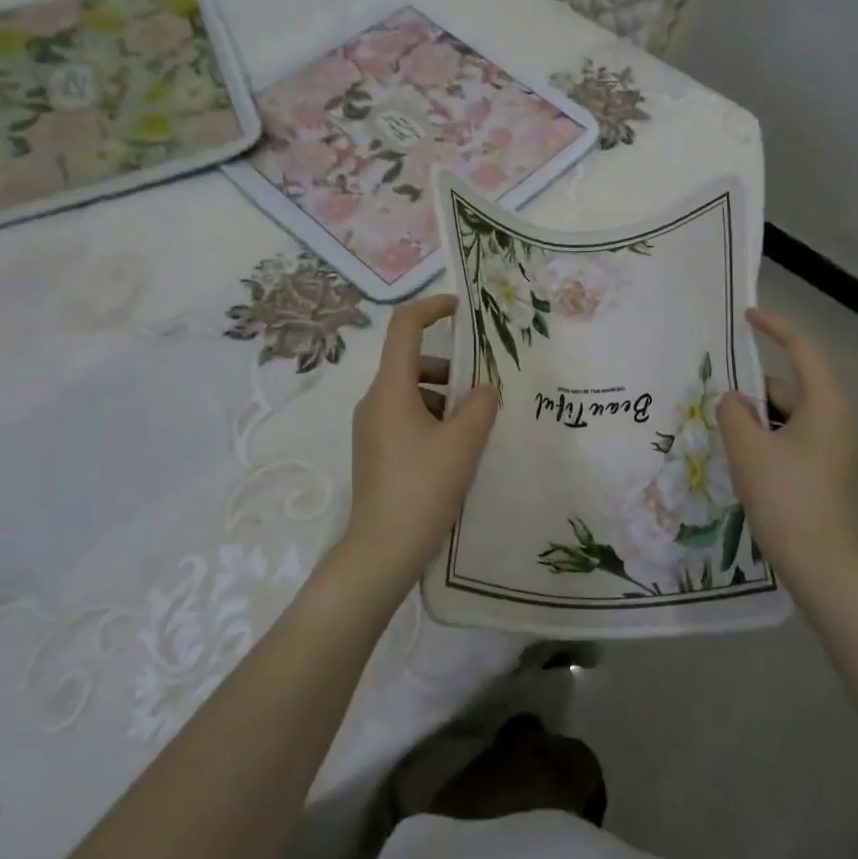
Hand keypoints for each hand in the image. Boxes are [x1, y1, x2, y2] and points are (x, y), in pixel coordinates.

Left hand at [344, 295, 499, 580]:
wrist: (382, 550)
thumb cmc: (423, 488)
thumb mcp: (464, 443)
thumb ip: (481, 406)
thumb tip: (486, 389)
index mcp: (390, 390)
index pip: (404, 328)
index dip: (431, 308)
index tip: (460, 309)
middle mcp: (374, 402)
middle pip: (411, 363)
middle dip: (450, 368)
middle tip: (482, 391)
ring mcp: (371, 428)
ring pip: (411, 393)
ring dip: (444, 398)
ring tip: (474, 428)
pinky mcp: (375, 452)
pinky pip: (406, 418)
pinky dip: (432, 419)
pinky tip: (455, 450)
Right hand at [717, 307, 857, 582]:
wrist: (822, 566)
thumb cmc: (786, 498)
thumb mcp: (748, 449)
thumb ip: (733, 413)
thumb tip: (733, 402)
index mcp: (825, 405)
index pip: (803, 350)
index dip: (776, 328)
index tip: (747, 317)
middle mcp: (835, 421)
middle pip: (789, 389)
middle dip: (752, 393)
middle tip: (715, 407)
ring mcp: (832, 450)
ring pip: (786, 418)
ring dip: (756, 422)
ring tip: (723, 439)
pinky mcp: (824, 474)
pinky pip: (790, 441)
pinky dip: (765, 442)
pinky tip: (742, 464)